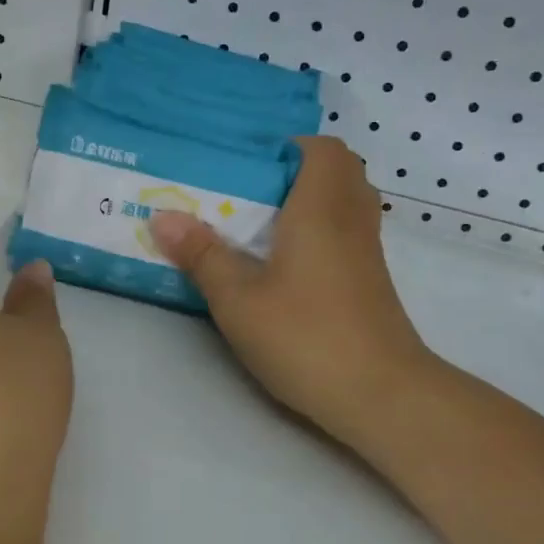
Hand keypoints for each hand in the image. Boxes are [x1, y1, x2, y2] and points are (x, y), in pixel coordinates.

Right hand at [148, 137, 432, 458]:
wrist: (381, 395)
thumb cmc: (306, 337)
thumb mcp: (238, 299)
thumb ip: (202, 255)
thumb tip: (162, 216)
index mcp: (321, 207)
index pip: (322, 148)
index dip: (287, 148)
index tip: (247, 168)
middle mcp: (351, 219)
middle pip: (337, 171)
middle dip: (293, 174)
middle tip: (248, 196)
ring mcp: (367, 252)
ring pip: (345, 203)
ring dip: (308, 203)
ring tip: (261, 227)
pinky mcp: (370, 281)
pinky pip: (347, 233)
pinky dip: (320, 232)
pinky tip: (285, 265)